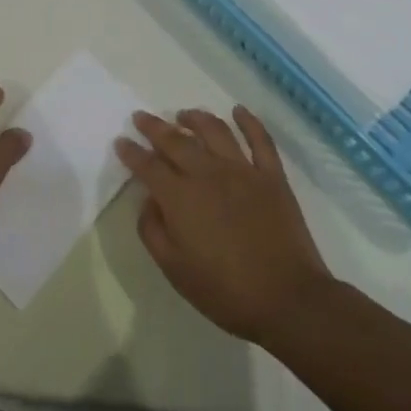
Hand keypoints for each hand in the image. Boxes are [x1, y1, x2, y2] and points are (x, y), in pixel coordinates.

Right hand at [116, 106, 330, 343]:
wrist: (289, 300)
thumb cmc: (226, 291)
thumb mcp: (174, 270)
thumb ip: (153, 231)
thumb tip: (149, 200)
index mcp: (180, 198)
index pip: (148, 166)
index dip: (132, 152)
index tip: (121, 141)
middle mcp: (208, 174)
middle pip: (176, 141)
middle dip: (154, 127)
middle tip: (141, 117)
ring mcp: (243, 171)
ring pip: (214, 131)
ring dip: (195, 118)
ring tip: (184, 114)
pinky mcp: (272, 176)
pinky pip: (260, 140)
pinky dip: (249, 121)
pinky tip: (239, 111)